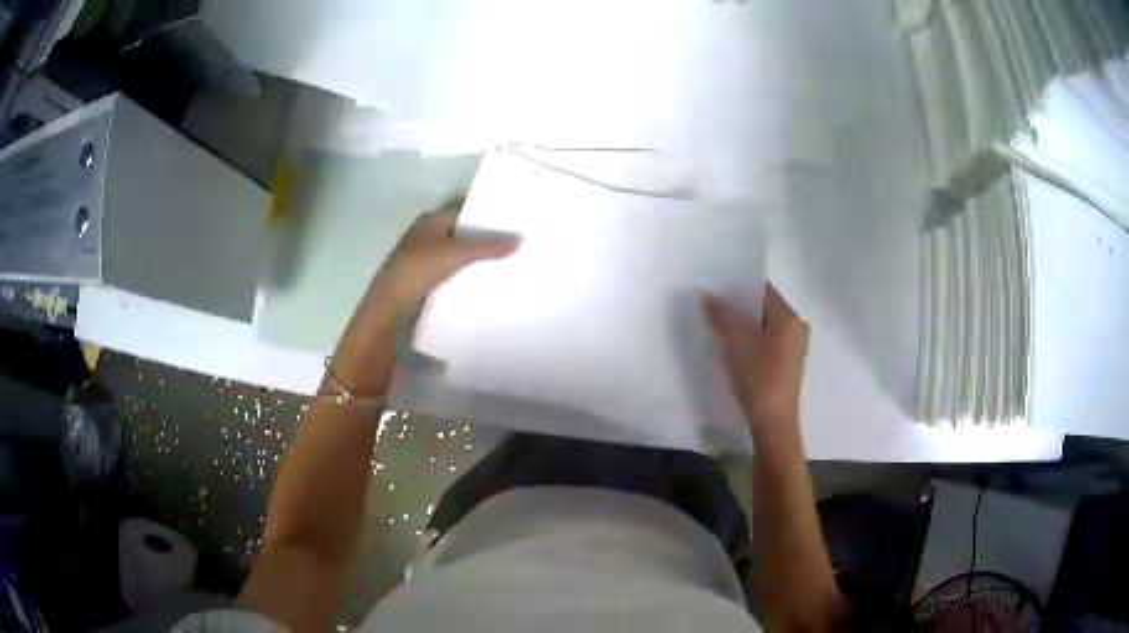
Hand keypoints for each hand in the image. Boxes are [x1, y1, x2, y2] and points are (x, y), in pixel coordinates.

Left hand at [329, 203, 516, 392]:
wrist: (392, 300)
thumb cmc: (421, 267)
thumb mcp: (458, 254)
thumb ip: (488, 247)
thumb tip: (518, 242)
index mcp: (432, 218)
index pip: (463, 209)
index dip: (484, 213)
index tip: (507, 218)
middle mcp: (426, 231)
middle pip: (460, 229)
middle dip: (482, 235)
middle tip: (510, 238)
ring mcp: (423, 252)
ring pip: (455, 248)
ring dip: (472, 253)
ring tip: (501, 257)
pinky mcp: (423, 272)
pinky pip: (448, 265)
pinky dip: (462, 268)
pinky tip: (479, 275)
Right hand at [703, 285, 809, 429]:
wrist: (773, 422)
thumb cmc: (758, 377)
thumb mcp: (735, 343)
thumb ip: (721, 315)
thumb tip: (706, 294)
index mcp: (790, 316)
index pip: (763, 289)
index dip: (739, 286)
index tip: (717, 288)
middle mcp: (798, 326)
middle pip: (765, 307)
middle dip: (740, 306)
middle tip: (714, 306)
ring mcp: (796, 346)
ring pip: (767, 325)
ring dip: (745, 324)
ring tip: (720, 326)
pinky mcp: (790, 363)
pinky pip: (770, 340)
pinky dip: (753, 339)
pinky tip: (736, 347)